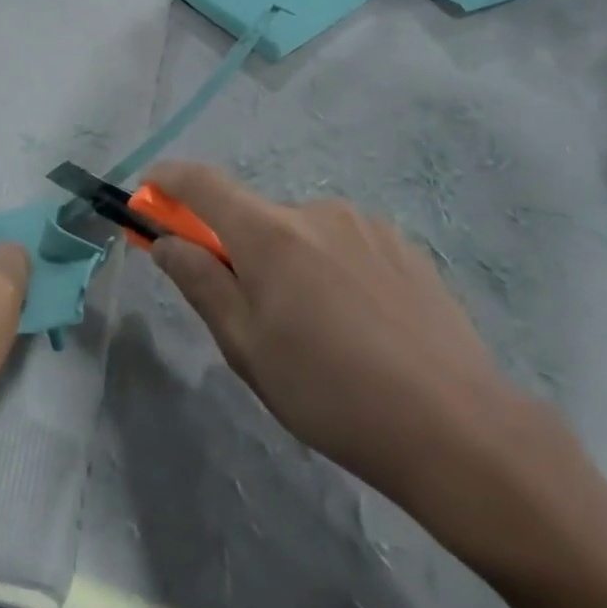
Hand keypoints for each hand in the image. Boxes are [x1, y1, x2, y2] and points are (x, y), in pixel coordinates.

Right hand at [146, 161, 540, 543]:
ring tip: (318, 332)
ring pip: (301, 233)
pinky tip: (359, 326)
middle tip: (251, 314)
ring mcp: (365, 225)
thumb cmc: (331, 393)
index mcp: (270, 233)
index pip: (202, 183)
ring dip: (289, 263)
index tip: (149, 193)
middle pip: (254, 215)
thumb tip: (164, 241)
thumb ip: (200, 283)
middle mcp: (316, 211)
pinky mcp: (403, 246)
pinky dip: (330, 269)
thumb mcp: (246, 348)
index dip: (168, 180)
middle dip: (237, 249)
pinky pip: (344, 245)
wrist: (457, 427)